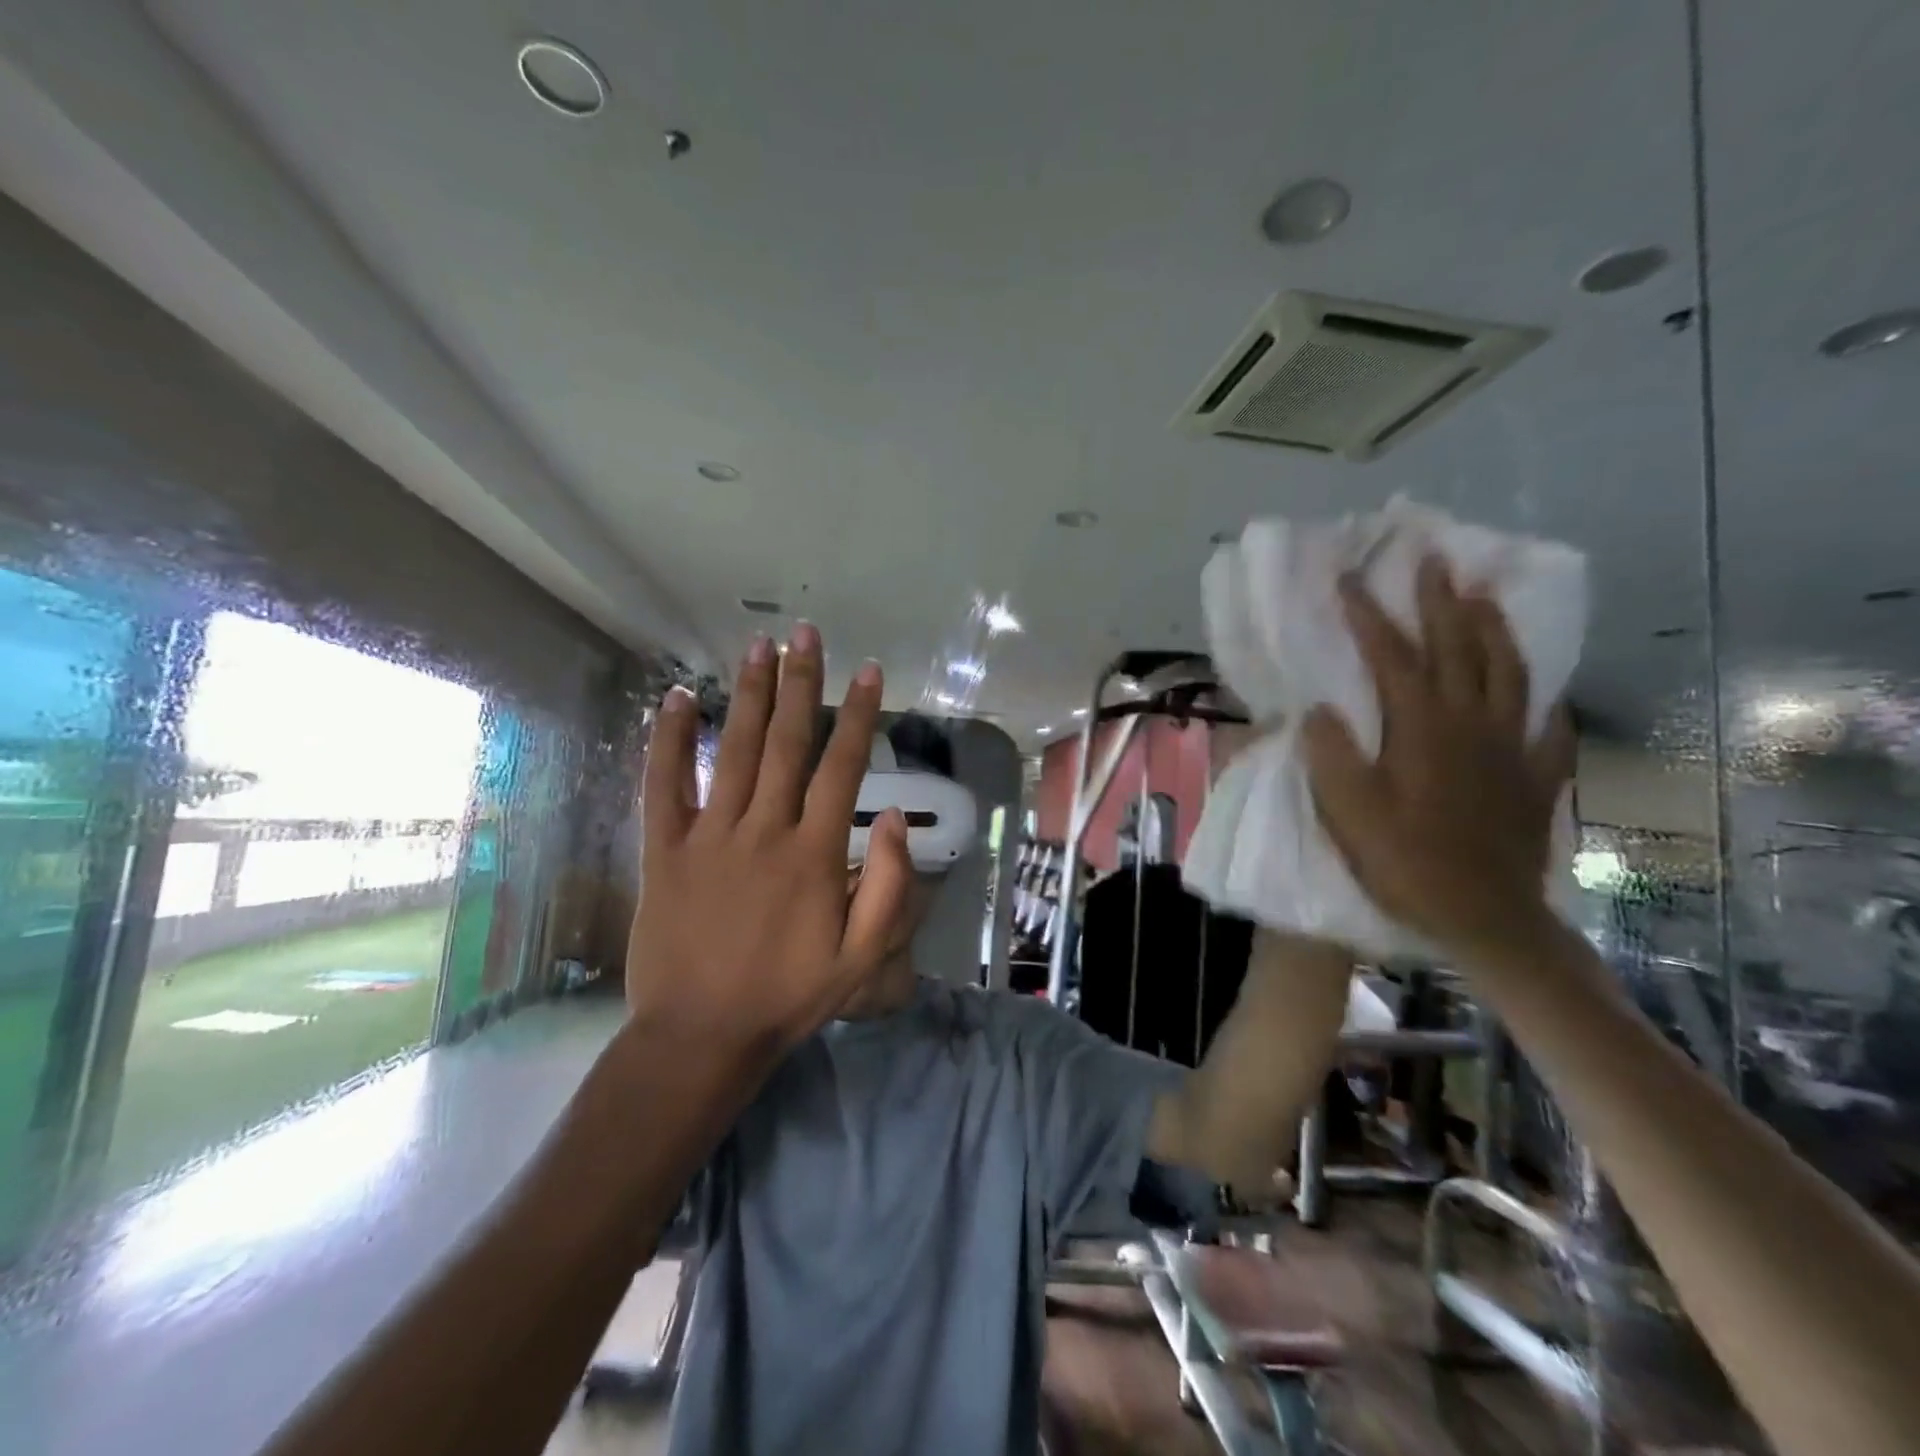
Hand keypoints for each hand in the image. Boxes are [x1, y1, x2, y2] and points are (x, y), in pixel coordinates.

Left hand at [628, 624, 911, 1052]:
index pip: (842, 767)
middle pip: (787, 743)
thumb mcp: (862, 959)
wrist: (701, 1035)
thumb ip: (887, 888)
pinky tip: (678, 698)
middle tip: (805, 634)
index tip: (870, 672)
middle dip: (800, 683)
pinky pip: (664, 785)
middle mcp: (763, 830)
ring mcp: (709, 836)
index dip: (859, 715)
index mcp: (813, 854)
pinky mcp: (665, 850)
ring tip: (758, 647)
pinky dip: (669, 739)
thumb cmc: (788, 997)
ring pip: (735, 751)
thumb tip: (892, 819)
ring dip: (750, 695)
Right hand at [1301, 555, 1574, 960]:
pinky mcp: (1535, 775)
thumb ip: (1330, 755)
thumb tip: (1319, 710)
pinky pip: (1546, 723)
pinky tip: (1539, 688)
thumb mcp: (1348, 812)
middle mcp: (1471, 723)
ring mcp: (1511, 746)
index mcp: (1422, 727)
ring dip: (1492, 628)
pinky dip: (1541, 697)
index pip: (1393, 657)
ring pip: (1508, 671)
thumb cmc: (1405, 862)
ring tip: (1482, 596)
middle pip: (1459, 647)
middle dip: (1441, 600)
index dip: (1370, 615)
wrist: (1484, 917)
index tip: (1350, 580)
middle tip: (1432, 559)